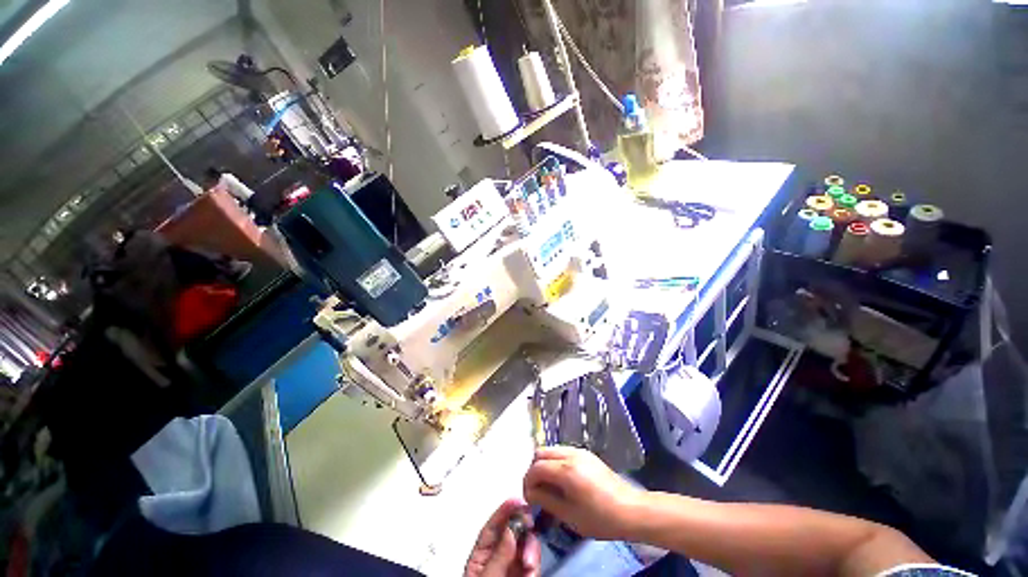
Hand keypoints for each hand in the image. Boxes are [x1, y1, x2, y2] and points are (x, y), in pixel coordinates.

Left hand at [464, 499, 540, 576]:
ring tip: (529, 565)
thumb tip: (510, 528)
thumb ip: (498, 554)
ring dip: (531, 550)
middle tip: (529, 529)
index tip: (517, 500)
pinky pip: (534, 562)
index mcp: (481, 555)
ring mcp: (512, 567)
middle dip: (524, 529)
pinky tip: (531, 573)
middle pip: (514, 531)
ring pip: (527, 545)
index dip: (505, 510)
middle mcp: (498, 557)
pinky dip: (535, 565)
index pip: (492, 526)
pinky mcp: (525, 575)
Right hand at [523, 446, 644, 540]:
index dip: (527, 481)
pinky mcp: (586, 454)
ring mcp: (579, 451)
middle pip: (541, 452)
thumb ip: (546, 500)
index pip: (536, 467)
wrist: (631, 510)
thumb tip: (530, 493)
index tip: (529, 498)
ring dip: (544, 464)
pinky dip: (555, 462)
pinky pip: (563, 452)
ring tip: (548, 486)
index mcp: (566, 469)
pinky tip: (561, 481)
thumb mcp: (569, 515)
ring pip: (552, 450)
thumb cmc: (600, 518)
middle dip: (534, 469)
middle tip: (536, 490)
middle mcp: (571, 454)